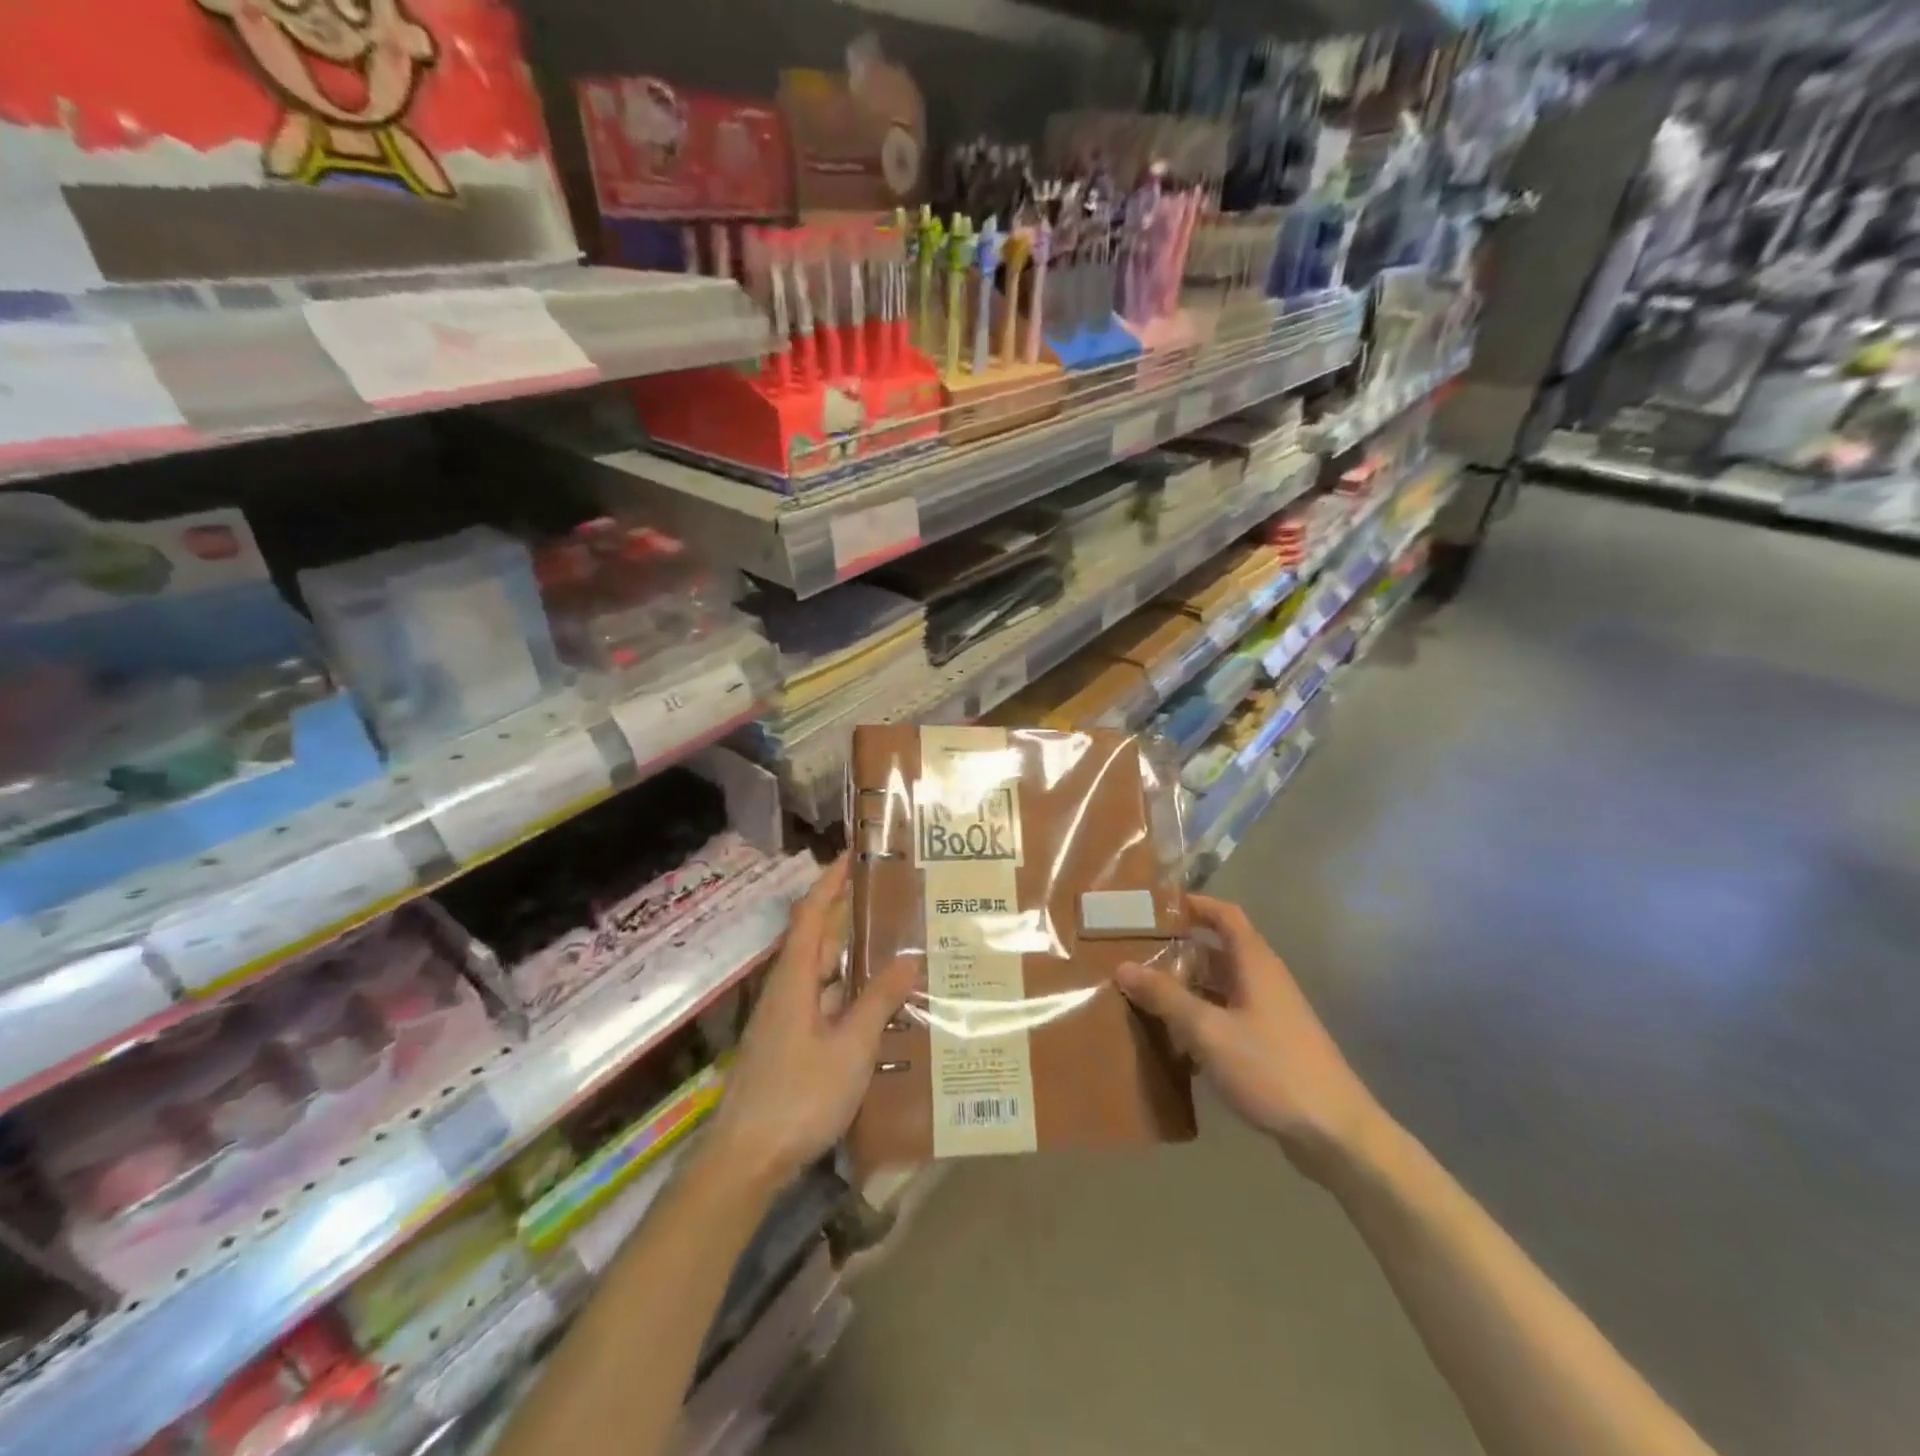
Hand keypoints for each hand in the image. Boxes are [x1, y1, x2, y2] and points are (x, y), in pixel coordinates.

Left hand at [704, 855, 916, 1196]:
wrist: (745, 1161)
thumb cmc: (798, 1097)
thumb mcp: (850, 1048)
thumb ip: (878, 1002)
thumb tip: (908, 959)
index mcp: (794, 979)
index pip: (811, 913)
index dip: (830, 882)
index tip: (853, 856)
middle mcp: (786, 990)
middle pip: (817, 939)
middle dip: (848, 914)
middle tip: (890, 898)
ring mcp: (785, 1020)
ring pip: (822, 974)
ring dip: (852, 956)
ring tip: (895, 944)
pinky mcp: (789, 1045)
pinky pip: (824, 1003)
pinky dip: (850, 993)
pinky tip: (878, 1005)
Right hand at [1116, 894, 1385, 1181]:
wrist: (1335, 1134)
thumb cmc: (1271, 1068)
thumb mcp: (1208, 1030)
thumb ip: (1165, 997)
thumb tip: (1123, 966)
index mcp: (1255, 963)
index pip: (1224, 915)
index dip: (1194, 904)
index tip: (1156, 906)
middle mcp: (1263, 981)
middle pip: (1217, 951)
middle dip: (1178, 951)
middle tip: (1135, 954)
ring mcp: (1269, 1015)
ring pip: (1219, 988)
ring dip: (1186, 989)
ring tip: (1143, 995)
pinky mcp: (1269, 1046)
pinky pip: (1226, 1018)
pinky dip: (1200, 1021)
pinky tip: (1173, 1042)